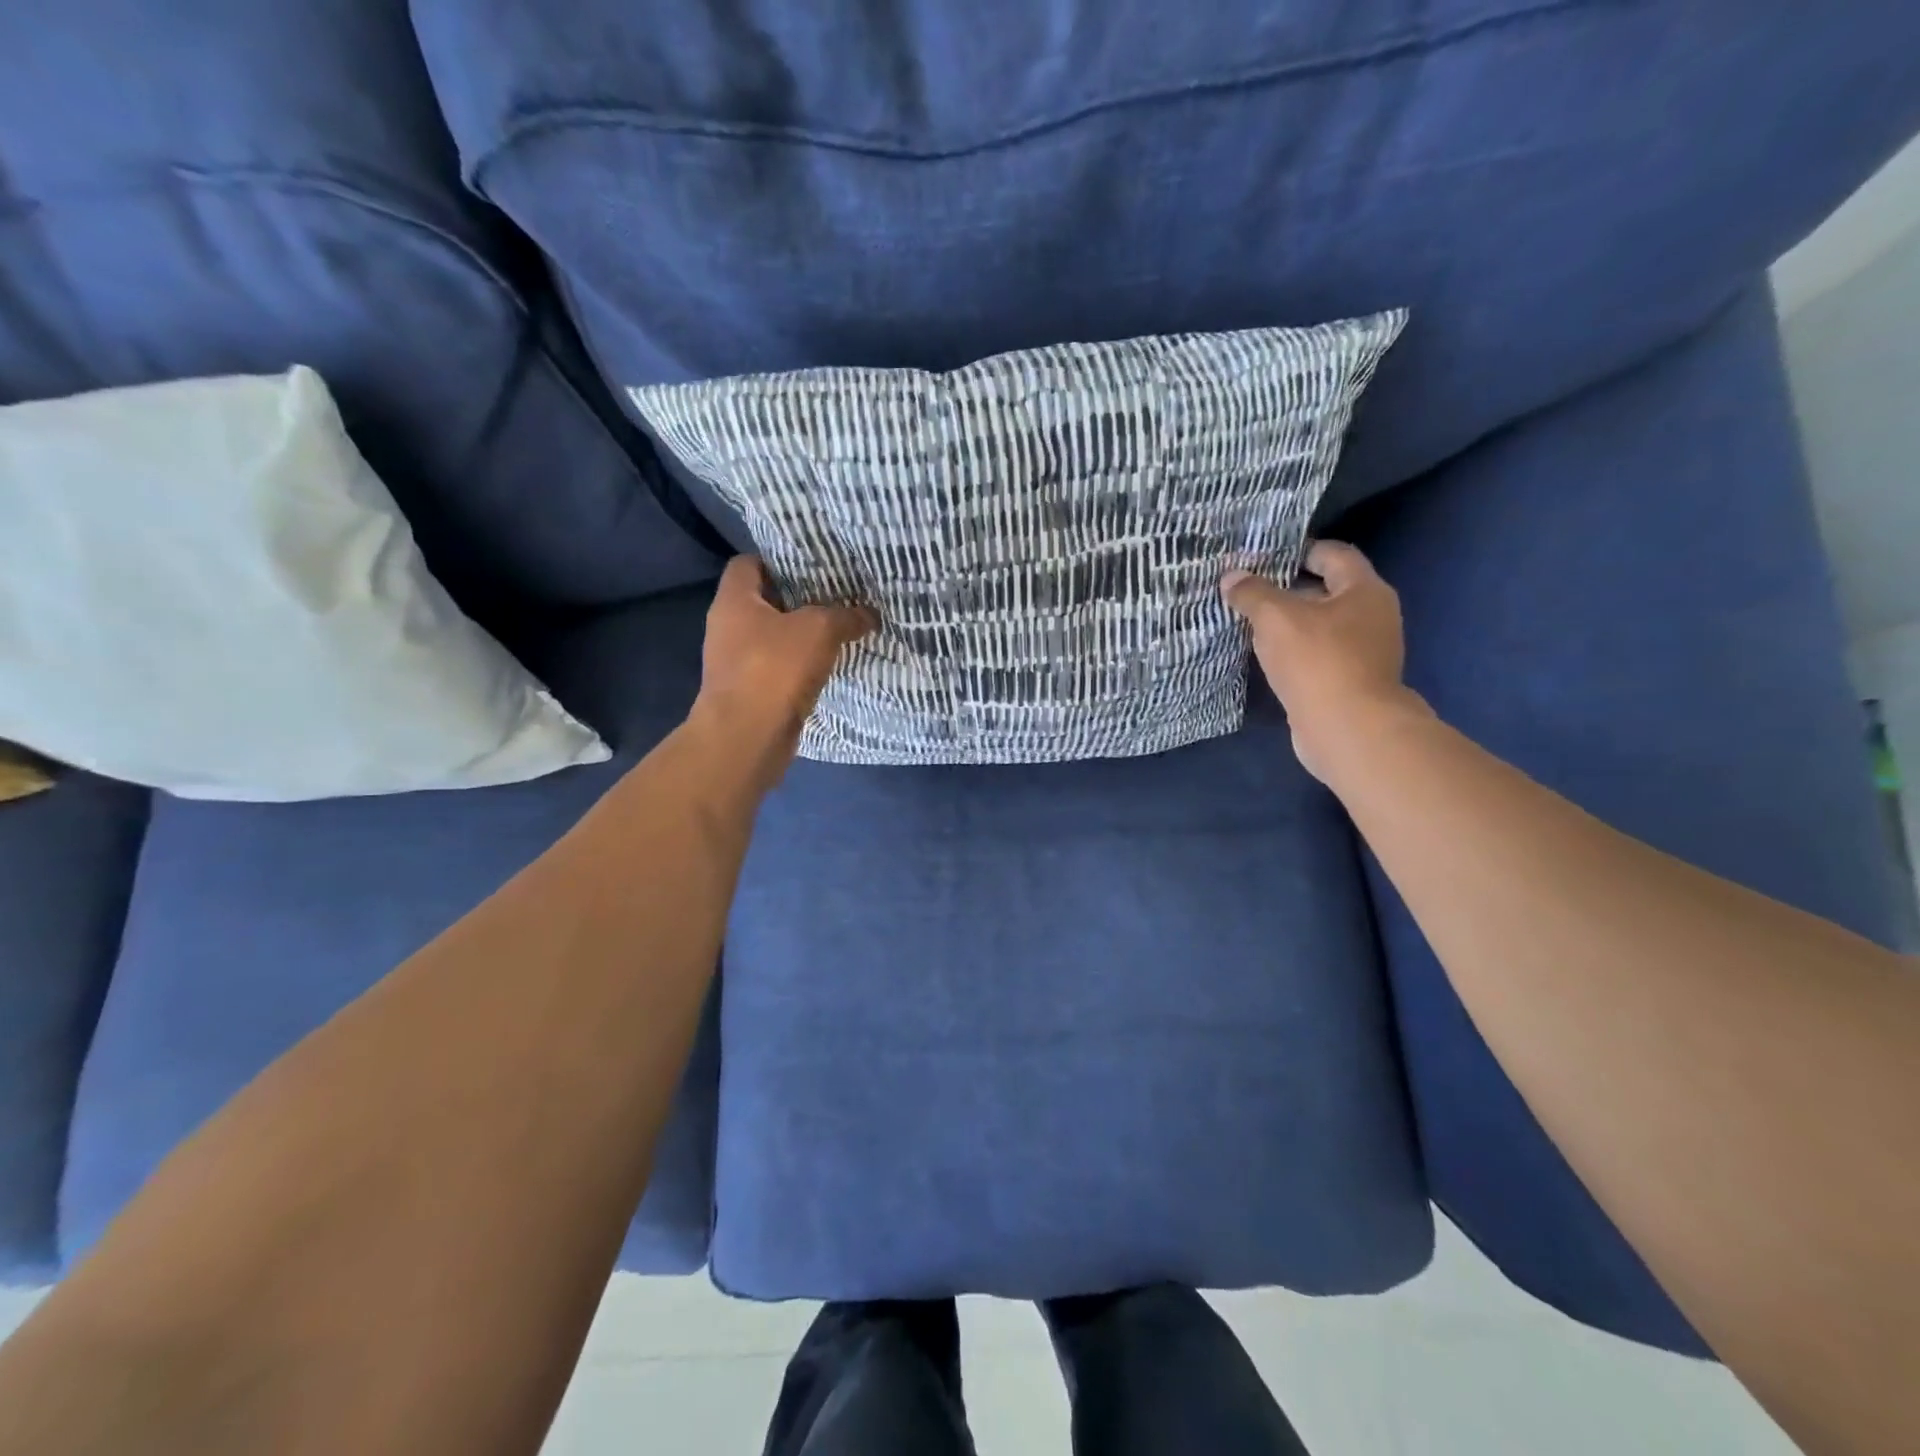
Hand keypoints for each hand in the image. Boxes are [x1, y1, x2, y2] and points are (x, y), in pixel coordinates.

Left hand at [692, 555, 877, 789]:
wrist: (747, 737)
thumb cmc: (775, 669)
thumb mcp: (820, 630)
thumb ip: (846, 616)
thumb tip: (869, 614)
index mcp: (734, 600)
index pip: (748, 563)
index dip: (779, 559)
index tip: (813, 564)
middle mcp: (727, 627)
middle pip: (764, 601)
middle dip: (799, 599)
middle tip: (836, 595)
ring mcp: (736, 662)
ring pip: (773, 637)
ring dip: (802, 636)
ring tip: (839, 629)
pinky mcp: (748, 692)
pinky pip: (777, 668)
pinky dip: (799, 666)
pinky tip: (828, 665)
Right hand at [1222, 541, 1419, 783]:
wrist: (1348, 729)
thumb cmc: (1318, 661)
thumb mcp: (1276, 618)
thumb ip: (1252, 593)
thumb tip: (1232, 577)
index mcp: (1364, 590)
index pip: (1333, 554)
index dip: (1299, 550)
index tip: (1263, 556)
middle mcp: (1372, 616)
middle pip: (1326, 591)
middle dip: (1288, 589)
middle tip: (1248, 591)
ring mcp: (1364, 652)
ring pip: (1320, 626)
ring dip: (1288, 625)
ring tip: (1248, 624)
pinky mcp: (1350, 682)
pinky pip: (1318, 656)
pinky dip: (1294, 653)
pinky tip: (1265, 658)